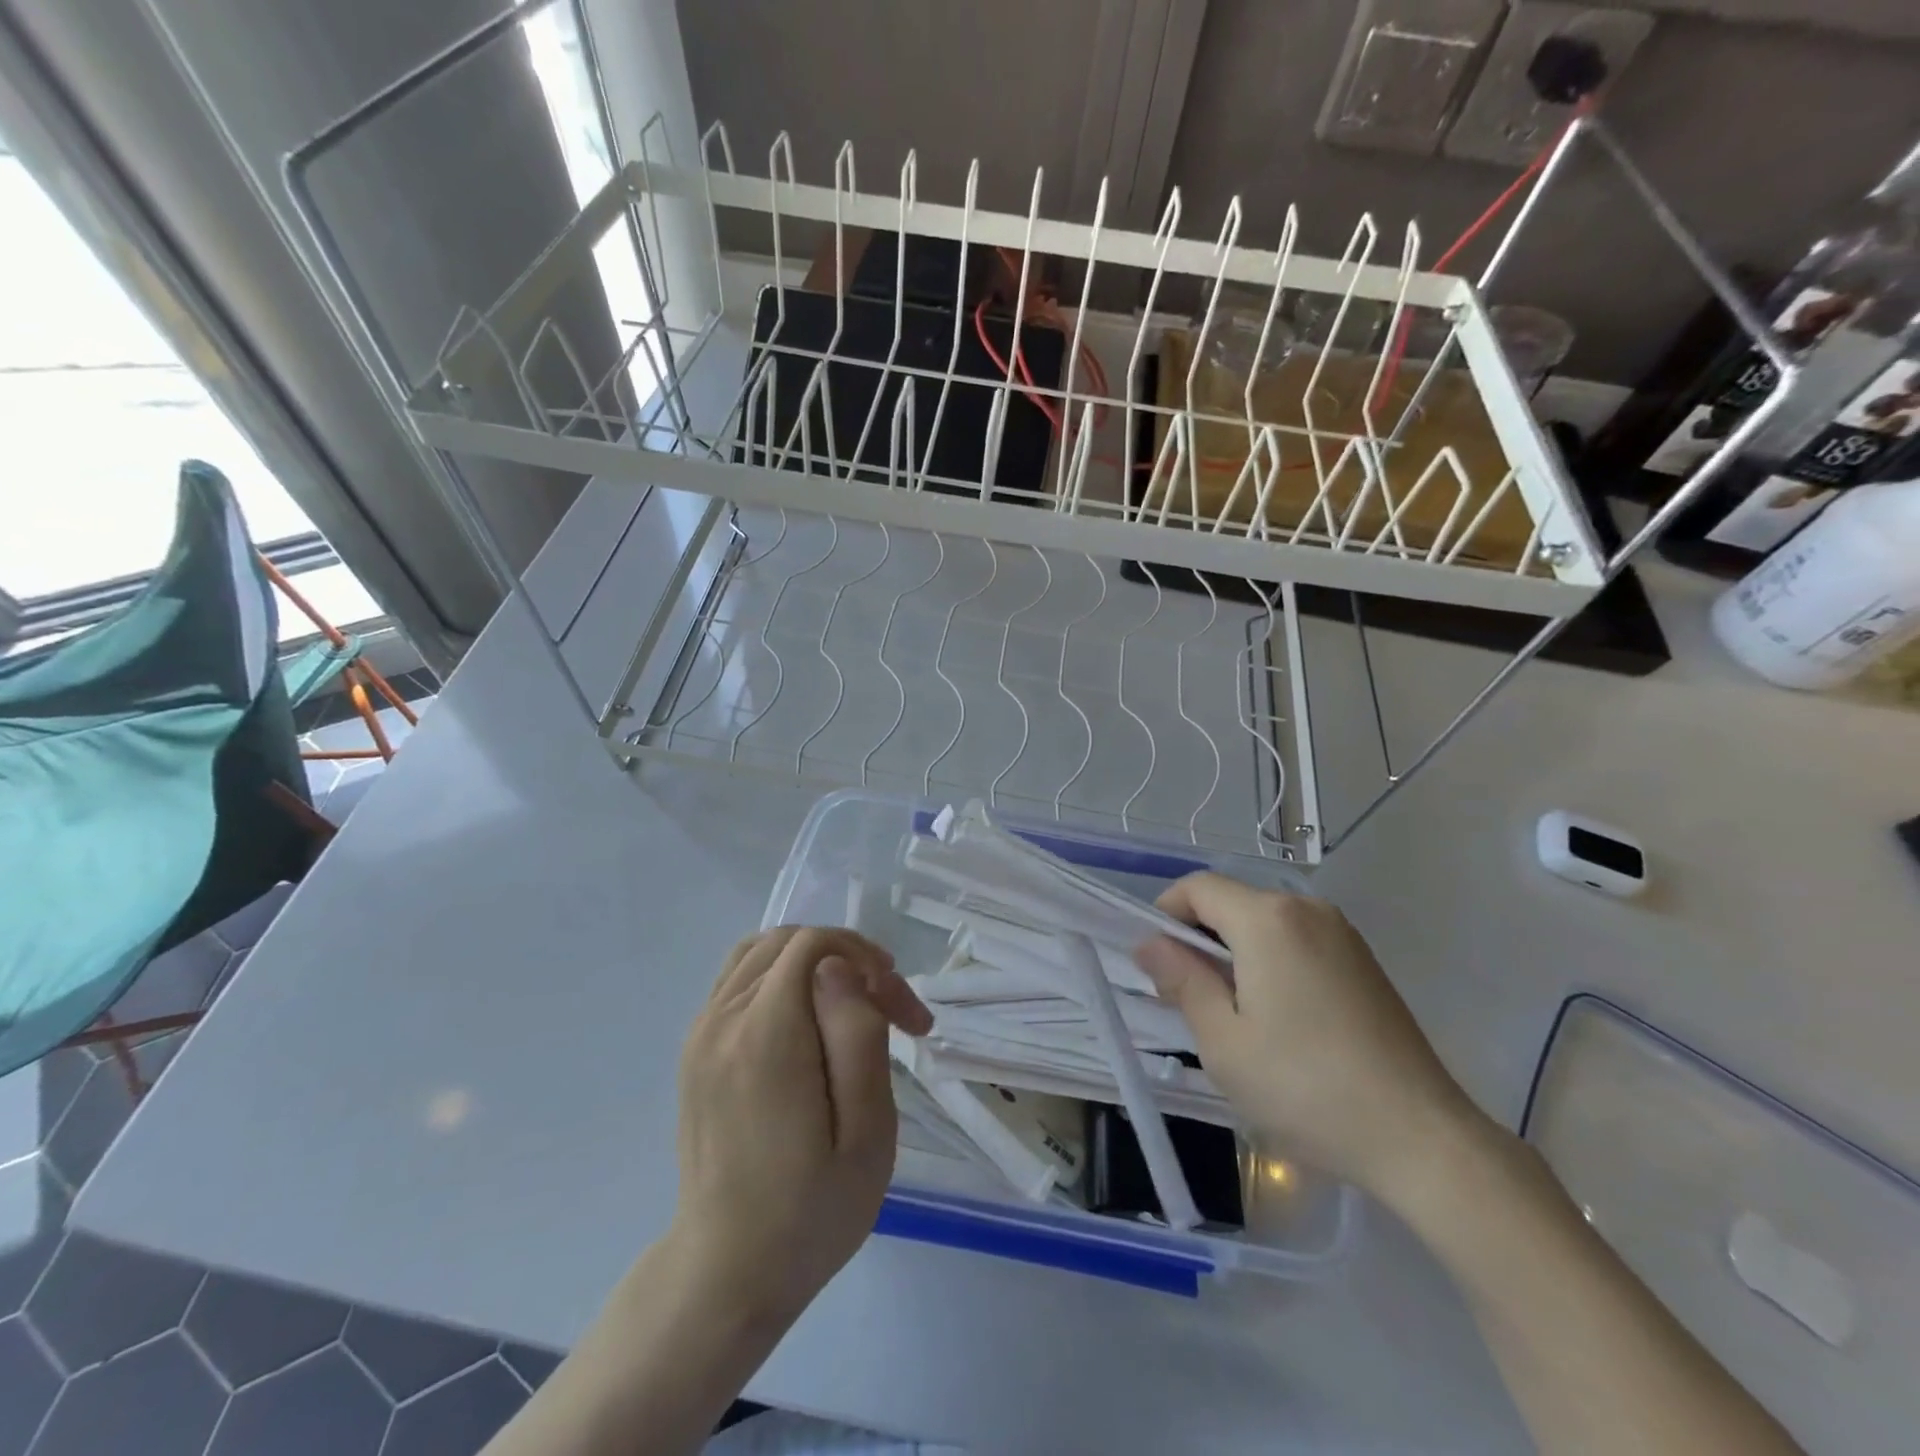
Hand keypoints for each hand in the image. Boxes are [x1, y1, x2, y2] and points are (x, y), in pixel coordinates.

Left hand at [671, 927, 931, 1322]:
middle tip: (888, 1009)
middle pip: (789, 942)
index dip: (866, 959)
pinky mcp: (695, 1049)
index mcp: (764, 1038)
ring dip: (815, 961)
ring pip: (761, 951)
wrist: (727, 1273)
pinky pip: (738, 978)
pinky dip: (781, 976)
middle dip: (848, 958)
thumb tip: (838, 967)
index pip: (813, 946)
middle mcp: (722, 1021)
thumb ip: (857, 1036)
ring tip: (852, 1004)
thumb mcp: (866, 1134)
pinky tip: (809, 1019)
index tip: (902, 1011)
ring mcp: (701, 1033)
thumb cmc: (811, 1212)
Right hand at [1135, 874, 1482, 1198]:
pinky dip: (1270, 961)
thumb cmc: (1306, 1088)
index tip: (1157, 964)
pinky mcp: (1363, 960)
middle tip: (1190, 999)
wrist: (1421, 1138)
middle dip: (1199, 939)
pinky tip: (1279, 1018)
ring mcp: (1342, 933)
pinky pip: (1297, 940)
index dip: (1165, 915)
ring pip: (1263, 923)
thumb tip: (1149, 944)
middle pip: (1231, 902)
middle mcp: (1307, 909)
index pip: (1197, 888)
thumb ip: (1182, 980)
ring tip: (1234, 1015)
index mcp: (1268, 920)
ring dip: (1235, 953)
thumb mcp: (1224, 1042)